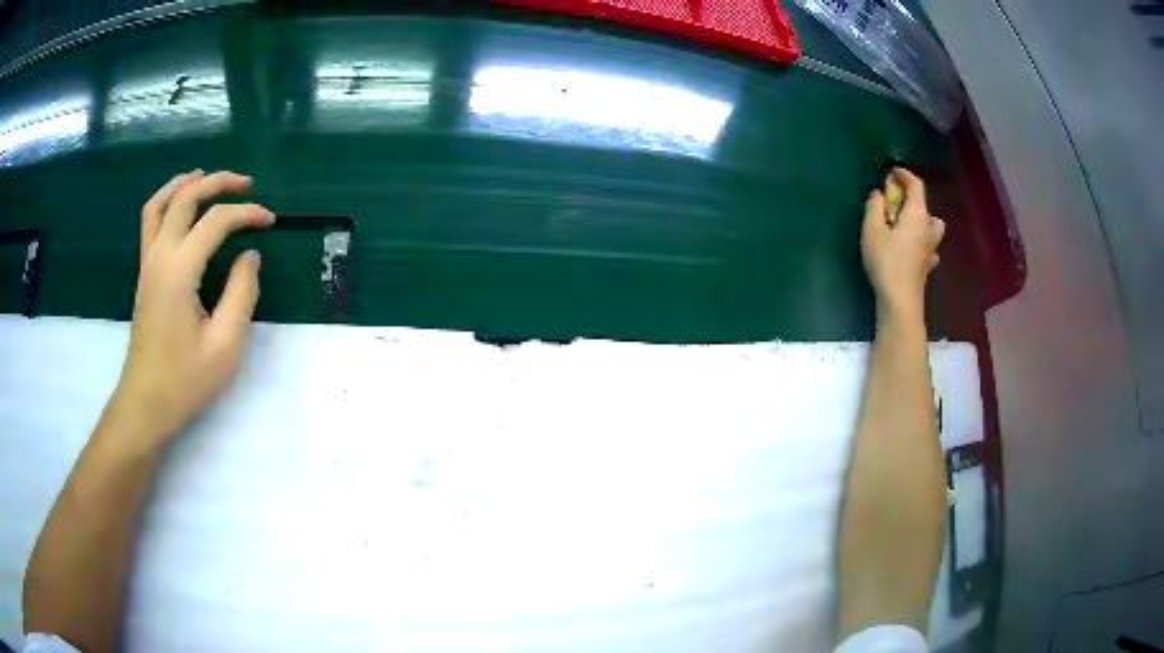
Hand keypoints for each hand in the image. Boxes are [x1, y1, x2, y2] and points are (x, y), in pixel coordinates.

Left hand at [108, 170, 274, 447]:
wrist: (145, 405)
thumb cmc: (185, 381)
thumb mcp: (225, 345)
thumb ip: (242, 293)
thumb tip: (250, 255)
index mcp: (180, 270)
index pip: (216, 221)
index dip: (247, 214)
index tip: (271, 221)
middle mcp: (160, 256)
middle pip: (186, 198)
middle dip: (218, 183)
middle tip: (246, 184)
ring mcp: (147, 264)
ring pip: (160, 203)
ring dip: (184, 184)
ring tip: (206, 177)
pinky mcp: (144, 276)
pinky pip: (150, 222)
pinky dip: (166, 202)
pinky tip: (179, 208)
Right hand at [861, 168, 944, 321]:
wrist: (900, 300)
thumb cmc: (886, 261)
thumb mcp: (872, 229)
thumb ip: (874, 207)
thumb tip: (879, 194)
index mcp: (917, 214)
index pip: (916, 185)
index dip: (904, 175)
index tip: (891, 172)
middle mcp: (929, 228)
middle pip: (926, 206)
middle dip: (913, 200)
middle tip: (896, 204)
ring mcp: (931, 248)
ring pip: (932, 227)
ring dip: (921, 221)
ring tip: (905, 226)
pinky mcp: (927, 266)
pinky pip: (928, 247)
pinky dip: (921, 243)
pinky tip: (911, 249)